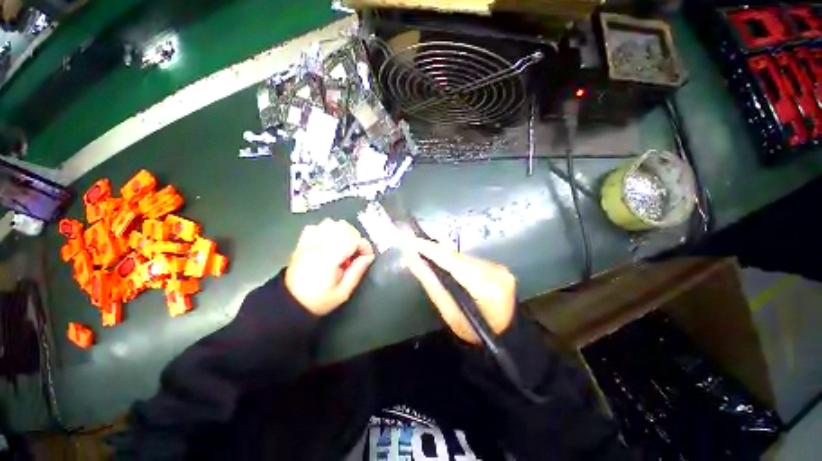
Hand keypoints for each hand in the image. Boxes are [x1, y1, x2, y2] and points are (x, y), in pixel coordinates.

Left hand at [285, 219, 374, 315]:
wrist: (290, 302)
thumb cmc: (318, 300)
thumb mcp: (343, 292)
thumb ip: (357, 272)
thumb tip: (369, 256)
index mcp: (329, 259)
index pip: (353, 240)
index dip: (365, 246)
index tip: (367, 257)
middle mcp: (319, 246)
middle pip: (344, 227)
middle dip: (355, 238)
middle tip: (355, 254)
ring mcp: (309, 242)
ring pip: (331, 223)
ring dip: (343, 232)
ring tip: (344, 247)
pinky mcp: (303, 242)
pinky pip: (318, 226)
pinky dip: (328, 230)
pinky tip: (330, 242)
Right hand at [404, 238, 515, 343]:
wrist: (504, 334)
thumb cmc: (473, 331)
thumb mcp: (450, 314)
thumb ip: (432, 284)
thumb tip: (412, 260)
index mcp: (487, 288)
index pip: (454, 263)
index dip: (432, 251)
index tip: (413, 242)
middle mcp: (496, 272)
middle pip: (459, 258)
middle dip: (435, 252)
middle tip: (414, 246)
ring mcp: (499, 268)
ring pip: (463, 257)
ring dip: (444, 255)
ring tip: (424, 252)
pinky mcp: (498, 266)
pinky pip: (470, 259)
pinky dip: (455, 260)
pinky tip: (443, 261)